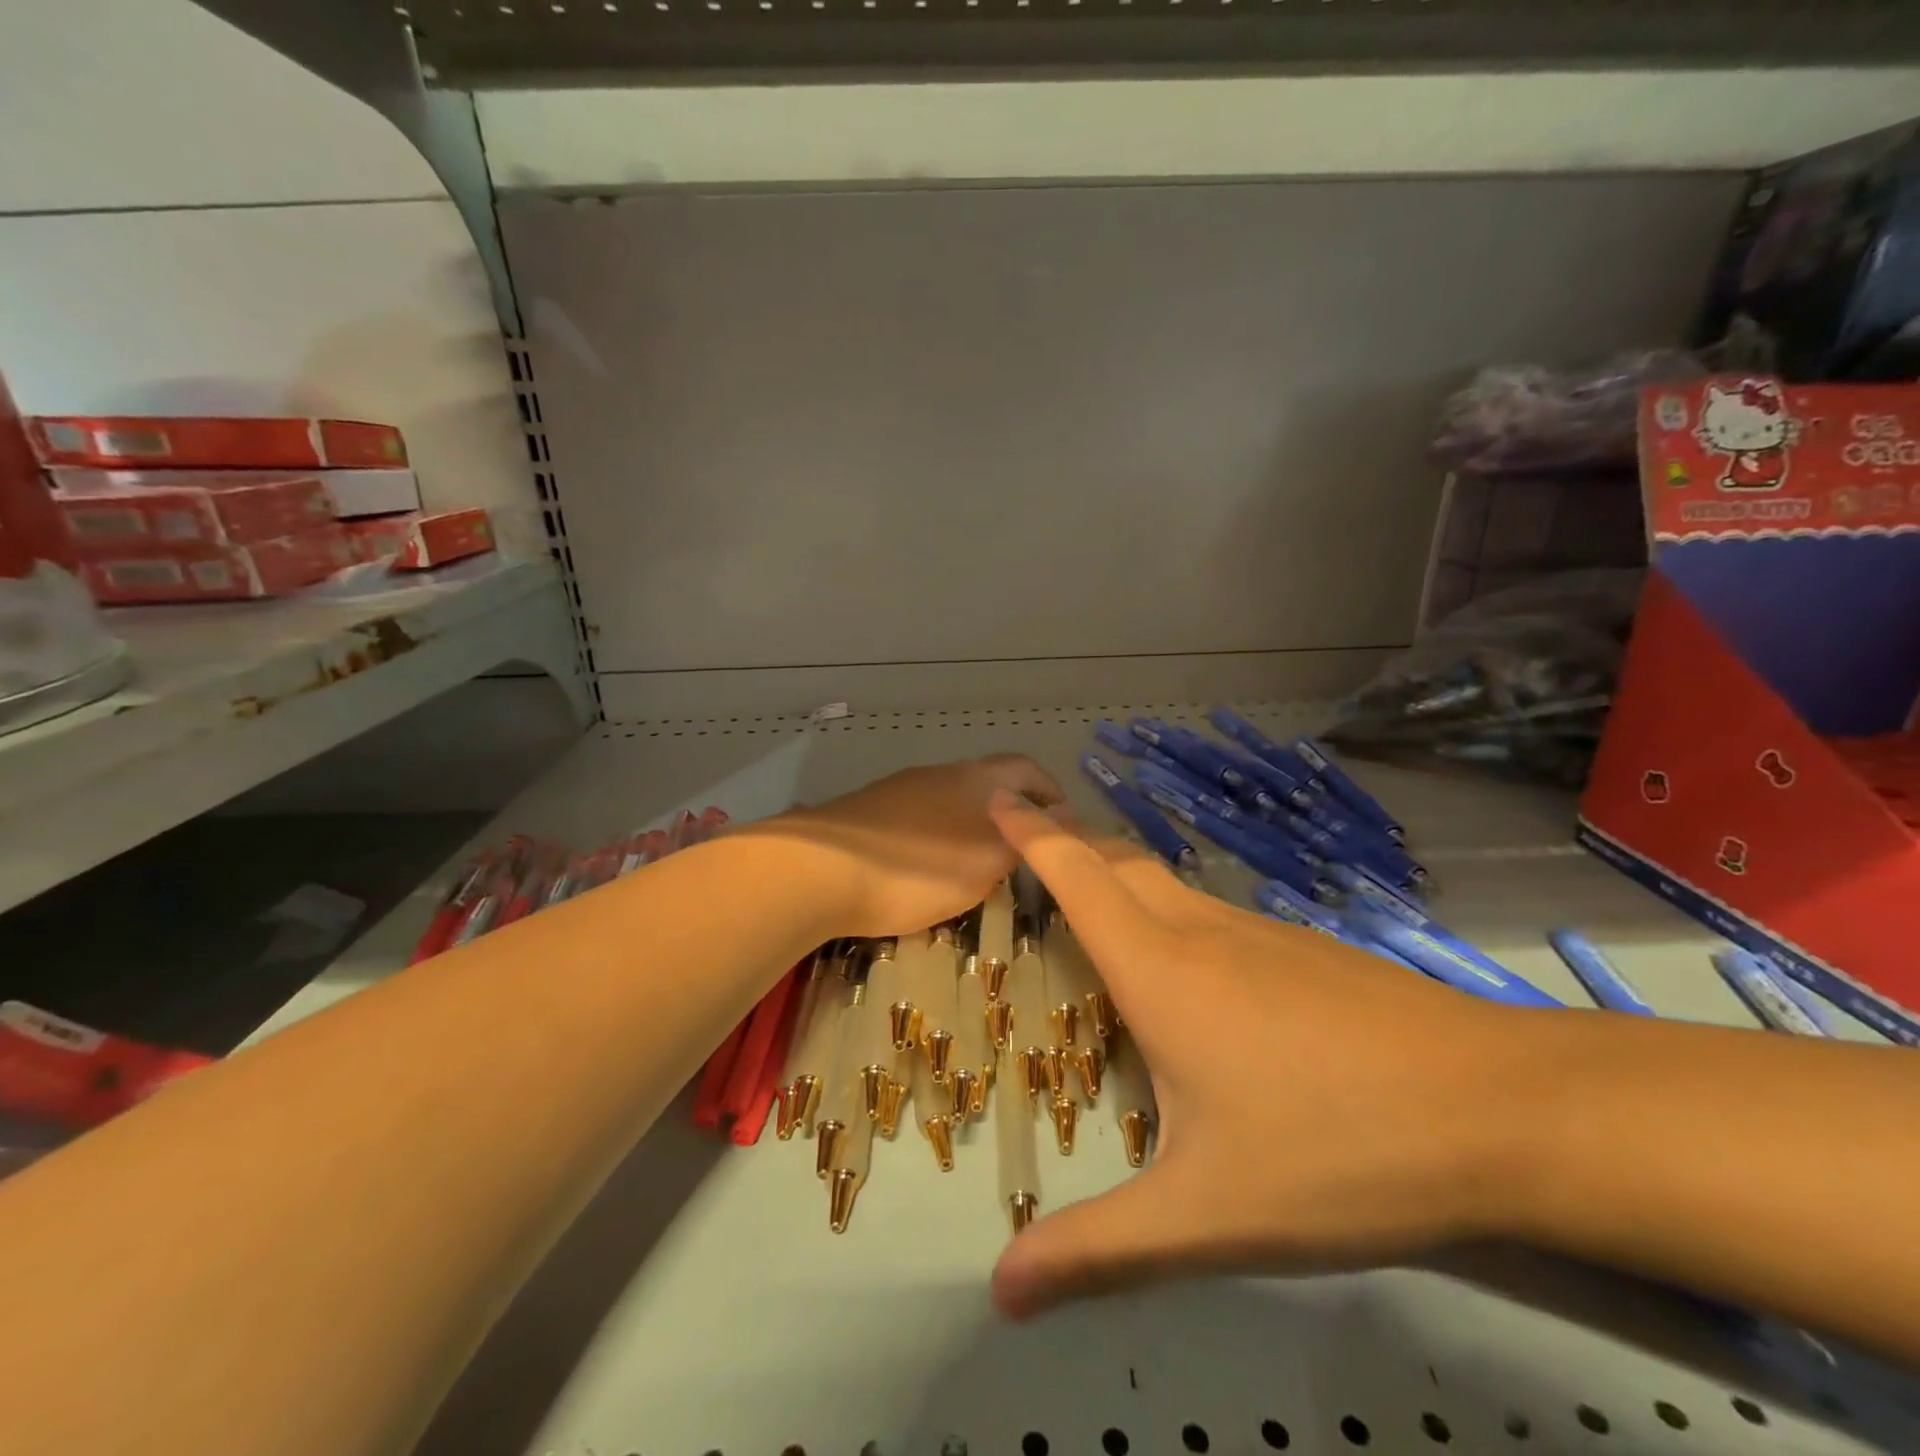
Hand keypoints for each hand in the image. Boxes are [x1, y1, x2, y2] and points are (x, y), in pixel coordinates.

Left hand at [757, 755, 1064, 938]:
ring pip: (950, 799)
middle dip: (1009, 810)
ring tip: (976, 862)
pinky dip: (936, 833)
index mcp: (976, 779)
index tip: (1063, 819)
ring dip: (971, 822)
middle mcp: (940, 772)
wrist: (819, 869)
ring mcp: (900, 787)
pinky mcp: (868, 808)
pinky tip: (926, 864)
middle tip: (1021, 848)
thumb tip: (1048, 824)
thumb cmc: (918, 870)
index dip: (1050, 790)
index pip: (1027, 769)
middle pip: (987, 782)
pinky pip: (919, 815)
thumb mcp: (985, 866)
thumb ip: (1020, 843)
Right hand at [985, 791, 1530, 1319]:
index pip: (1078, 875)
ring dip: (1118, 876)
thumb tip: (998, 1294)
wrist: (1506, 1111)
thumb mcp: (1208, 1217)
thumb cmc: (1340, 1151)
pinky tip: (1189, 964)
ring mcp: (1261, 934)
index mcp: (1161, 970)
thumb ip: (1100, 1251)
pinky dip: (1169, 911)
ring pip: (1167, 883)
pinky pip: (1212, 913)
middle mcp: (1201, 933)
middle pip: (1118, 861)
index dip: (1032, 834)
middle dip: (1067, 841)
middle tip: (1028, 841)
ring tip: (1091, 901)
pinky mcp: (1305, 951)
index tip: (997, 800)